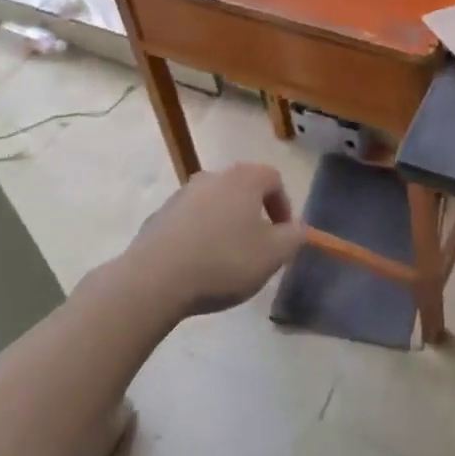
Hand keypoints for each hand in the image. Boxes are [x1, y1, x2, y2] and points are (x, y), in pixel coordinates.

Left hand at [123, 164, 305, 317]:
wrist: (155, 278)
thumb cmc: (224, 261)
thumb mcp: (273, 255)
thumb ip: (294, 238)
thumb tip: (298, 228)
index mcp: (243, 179)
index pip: (273, 178)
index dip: (284, 204)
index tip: (284, 234)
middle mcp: (212, 177)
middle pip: (242, 188)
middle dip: (254, 214)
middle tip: (258, 246)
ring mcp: (182, 194)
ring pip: (214, 204)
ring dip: (225, 224)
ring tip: (226, 258)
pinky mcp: (159, 216)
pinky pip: (189, 220)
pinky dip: (199, 235)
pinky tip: (197, 264)